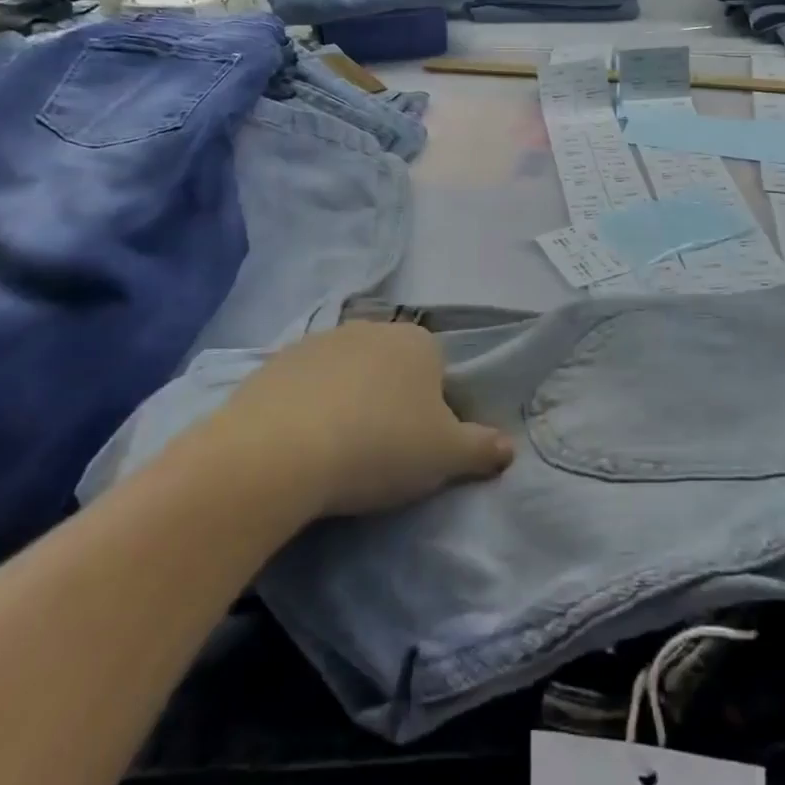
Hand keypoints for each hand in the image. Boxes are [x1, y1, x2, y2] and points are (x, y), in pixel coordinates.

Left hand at [220, 322, 512, 518]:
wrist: (280, 450)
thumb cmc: (380, 446)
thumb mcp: (445, 456)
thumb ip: (482, 449)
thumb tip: (509, 448)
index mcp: (419, 343)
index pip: (438, 372)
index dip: (432, 411)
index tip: (417, 447)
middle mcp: (372, 328)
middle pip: (392, 369)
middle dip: (389, 402)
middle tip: (379, 451)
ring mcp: (320, 341)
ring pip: (347, 375)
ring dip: (347, 403)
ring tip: (335, 452)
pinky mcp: (275, 362)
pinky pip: (305, 386)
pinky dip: (307, 408)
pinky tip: (299, 444)